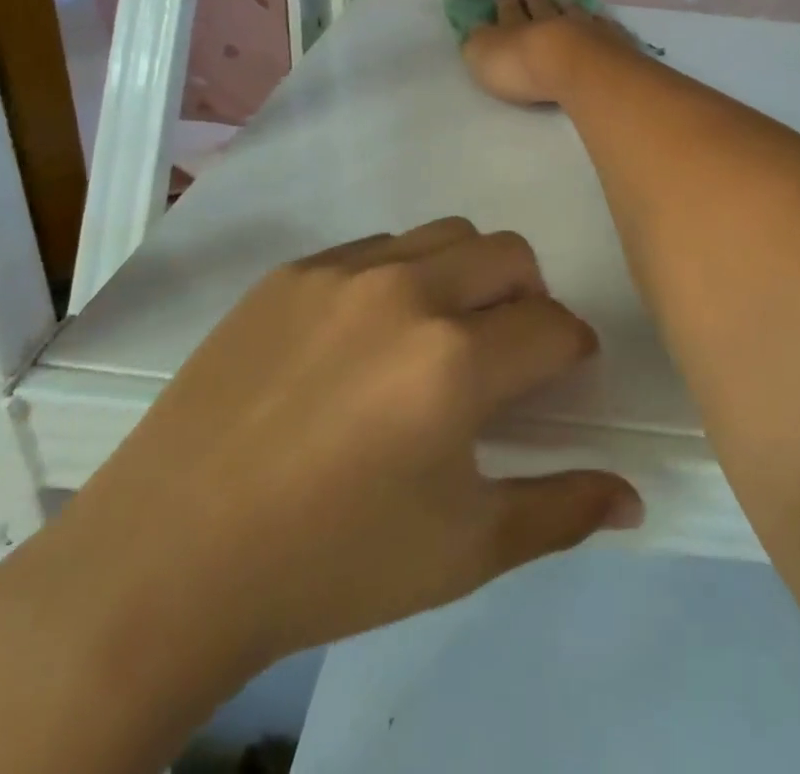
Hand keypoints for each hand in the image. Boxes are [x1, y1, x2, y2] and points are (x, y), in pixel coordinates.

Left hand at [0, 220, 640, 716]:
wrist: (165, 562)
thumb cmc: (329, 565)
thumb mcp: (462, 552)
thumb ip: (560, 512)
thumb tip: (634, 497)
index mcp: (455, 362)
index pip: (555, 325)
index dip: (572, 352)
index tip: (561, 377)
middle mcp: (407, 293)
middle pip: (511, 254)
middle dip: (530, 297)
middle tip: (506, 351)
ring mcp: (343, 272)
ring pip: (446, 234)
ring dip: (468, 275)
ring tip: (438, 335)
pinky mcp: (291, 271)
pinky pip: (376, 248)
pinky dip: (400, 277)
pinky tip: (366, 339)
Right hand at [462, 0, 636, 105]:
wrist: (575, 67)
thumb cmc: (522, 67)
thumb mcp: (483, 57)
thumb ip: (478, 43)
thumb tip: (476, 31)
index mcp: (515, 26)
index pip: (507, 11)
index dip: (505, 5)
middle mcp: (549, 20)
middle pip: (541, 7)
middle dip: (534, 0)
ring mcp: (583, 27)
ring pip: (573, 11)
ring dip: (566, 5)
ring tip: (565, 1)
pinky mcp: (611, 39)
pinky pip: (603, 26)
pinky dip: (599, 22)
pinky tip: (600, 21)